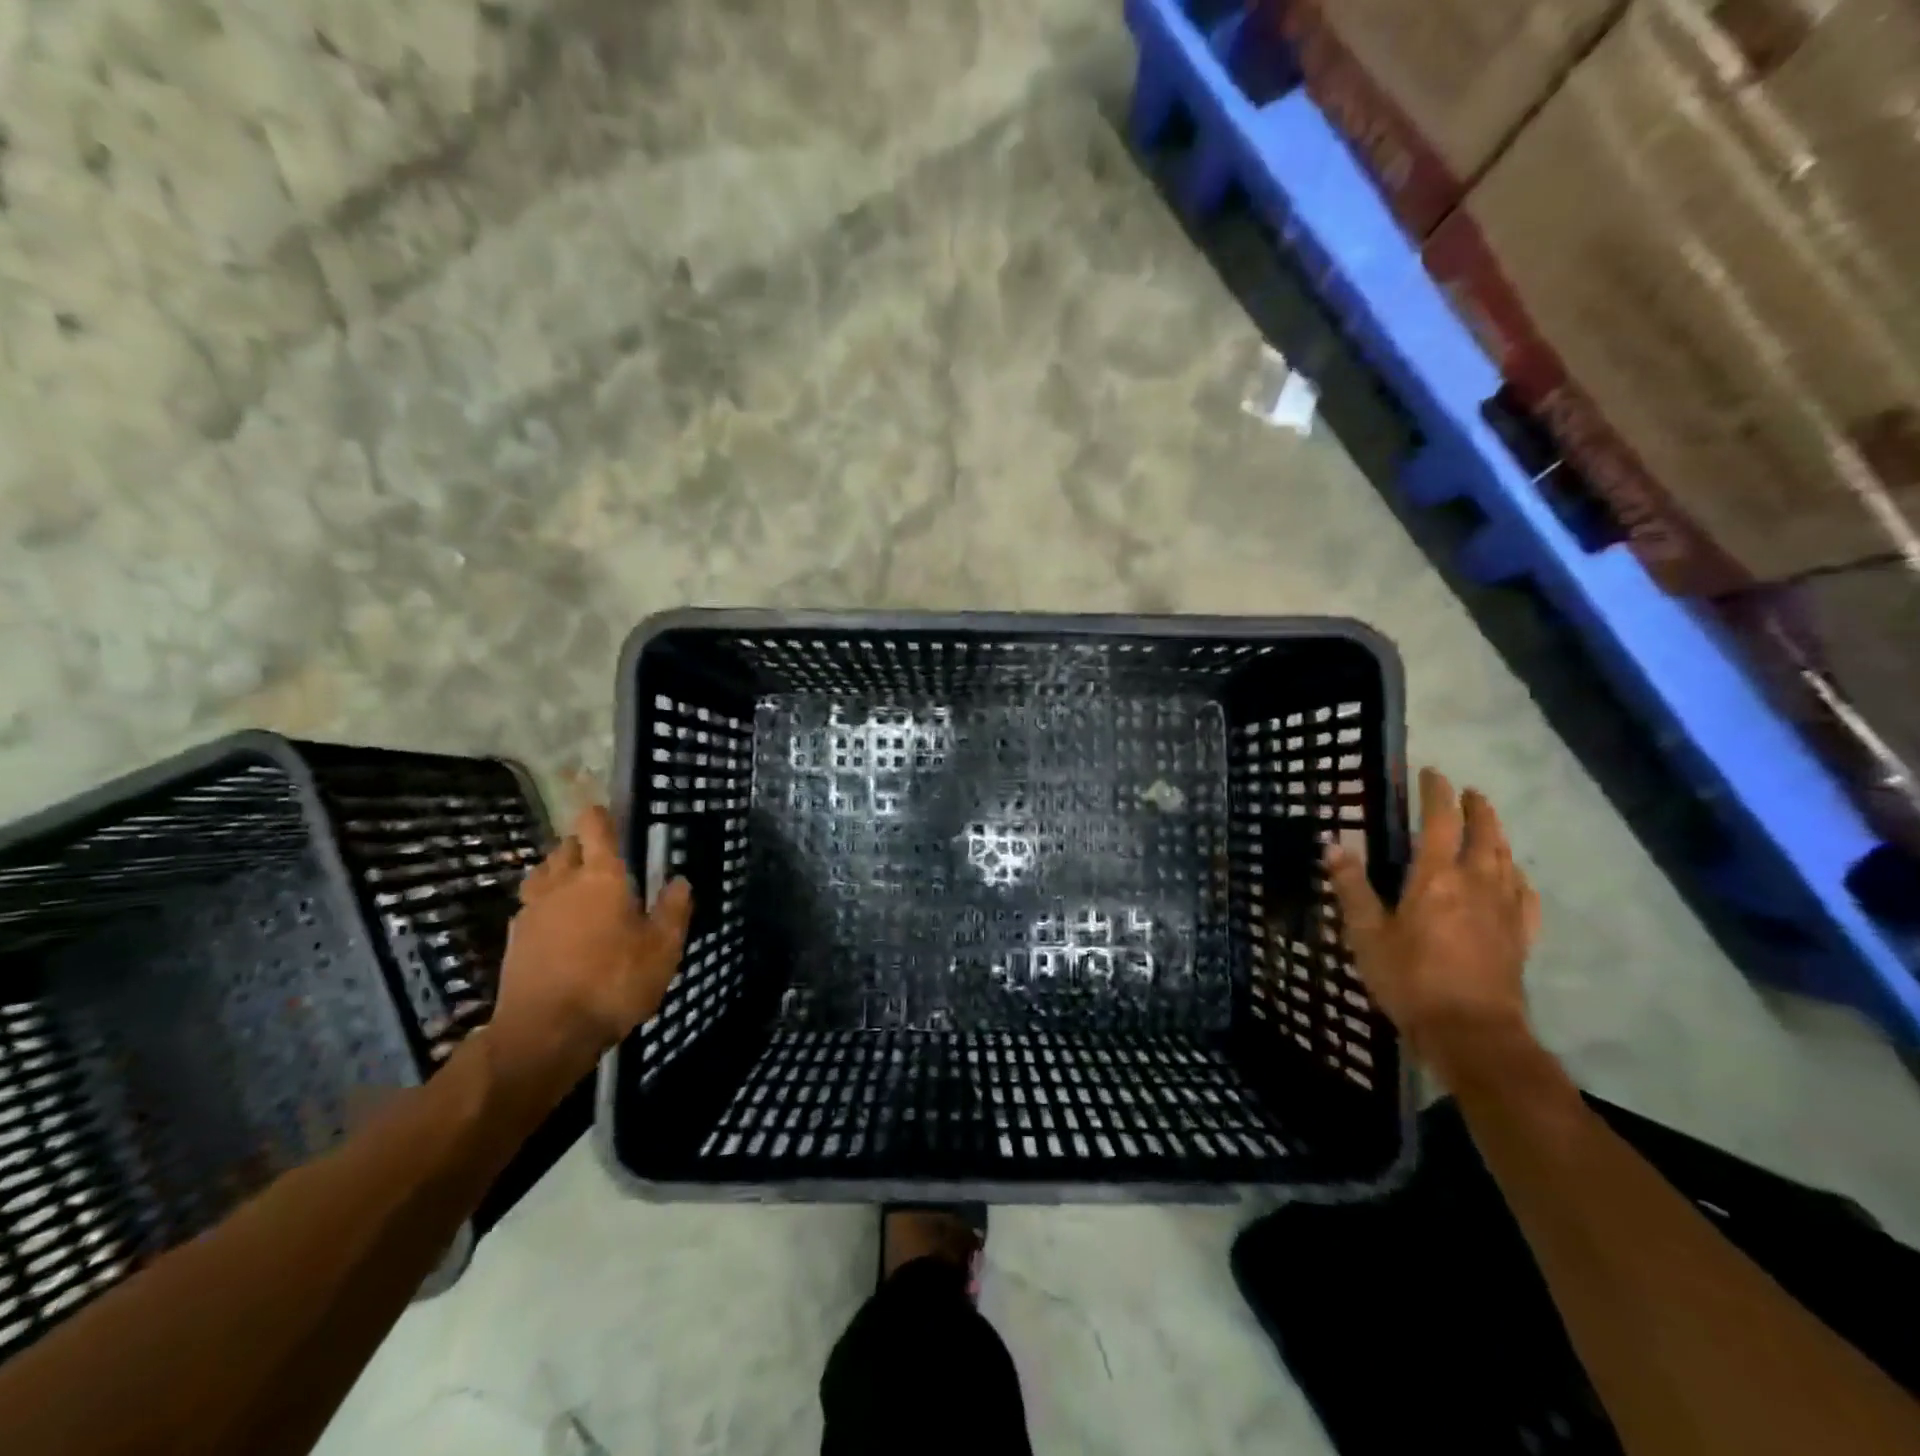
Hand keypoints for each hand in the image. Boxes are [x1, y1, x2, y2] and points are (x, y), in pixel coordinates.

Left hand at [489, 805, 691, 1083]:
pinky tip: (559, 927)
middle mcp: (562, 884)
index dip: (601, 816)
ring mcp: (532, 912)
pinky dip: (545, 907)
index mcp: (601, 877)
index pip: (595, 828)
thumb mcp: (662, 950)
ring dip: (558, 874)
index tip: (609, 813)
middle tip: (603, 859)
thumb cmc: (612, 983)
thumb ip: (673, 911)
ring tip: (578, 889)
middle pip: (565, 849)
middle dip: (581, 846)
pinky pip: (530, 908)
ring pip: (542, 875)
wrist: (544, 1033)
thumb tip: (681, 880)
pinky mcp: (513, 941)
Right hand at [1325, 767, 1540, 1085]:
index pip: (1439, 822)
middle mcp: (1475, 884)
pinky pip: (1524, 896)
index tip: (1431, 773)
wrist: (1472, 1033)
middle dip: (1476, 808)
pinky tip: (1515, 877)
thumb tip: (1332, 845)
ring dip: (1498, 835)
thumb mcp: (1366, 934)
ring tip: (1489, 823)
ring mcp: (1503, 911)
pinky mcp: (1519, 937)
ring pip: (1506, 860)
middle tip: (1468, 792)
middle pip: (1483, 835)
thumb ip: (1351, 887)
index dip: (1436, 794)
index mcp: (1435, 878)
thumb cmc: (1410, 980)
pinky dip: (1518, 877)